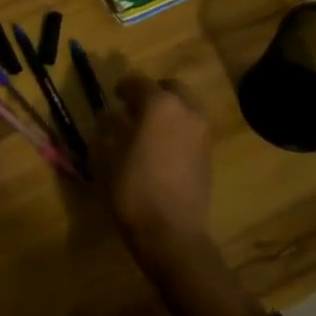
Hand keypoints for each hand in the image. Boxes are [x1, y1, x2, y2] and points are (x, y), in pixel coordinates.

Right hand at [94, 75, 213, 266]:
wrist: (172, 233)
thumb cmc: (132, 189)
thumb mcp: (106, 156)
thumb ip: (107, 129)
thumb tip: (109, 116)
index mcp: (159, 104)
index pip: (139, 82)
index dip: (123, 86)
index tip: (114, 95)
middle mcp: (186, 111)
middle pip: (171, 88)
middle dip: (153, 92)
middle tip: (134, 107)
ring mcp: (202, 132)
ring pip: (186, 107)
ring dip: (169, 109)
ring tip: (148, 127)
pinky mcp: (209, 154)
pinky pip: (192, 128)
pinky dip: (178, 127)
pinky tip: (161, 145)